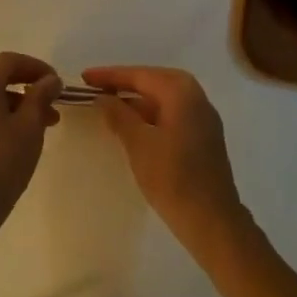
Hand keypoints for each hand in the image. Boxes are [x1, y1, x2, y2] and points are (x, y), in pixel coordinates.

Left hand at [0, 52, 61, 255]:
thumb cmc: (1, 162)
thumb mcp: (29, 127)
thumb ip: (40, 97)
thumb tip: (50, 80)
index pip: (9, 61)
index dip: (36, 67)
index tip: (56, 83)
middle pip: (0, 77)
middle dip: (30, 86)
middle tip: (54, 103)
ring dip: (22, 104)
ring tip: (47, 125)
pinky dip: (8, 117)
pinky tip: (25, 139)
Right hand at [88, 65, 244, 252]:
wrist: (212, 222)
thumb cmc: (173, 177)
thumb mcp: (138, 143)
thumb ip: (119, 115)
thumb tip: (103, 98)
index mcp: (181, 92)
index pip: (140, 75)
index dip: (109, 76)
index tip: (84, 77)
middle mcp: (196, 97)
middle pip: (153, 81)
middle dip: (124, 83)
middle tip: (95, 87)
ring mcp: (202, 118)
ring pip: (163, 98)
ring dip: (136, 100)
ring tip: (108, 105)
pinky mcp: (203, 137)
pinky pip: (171, 114)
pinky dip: (149, 114)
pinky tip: (132, 126)